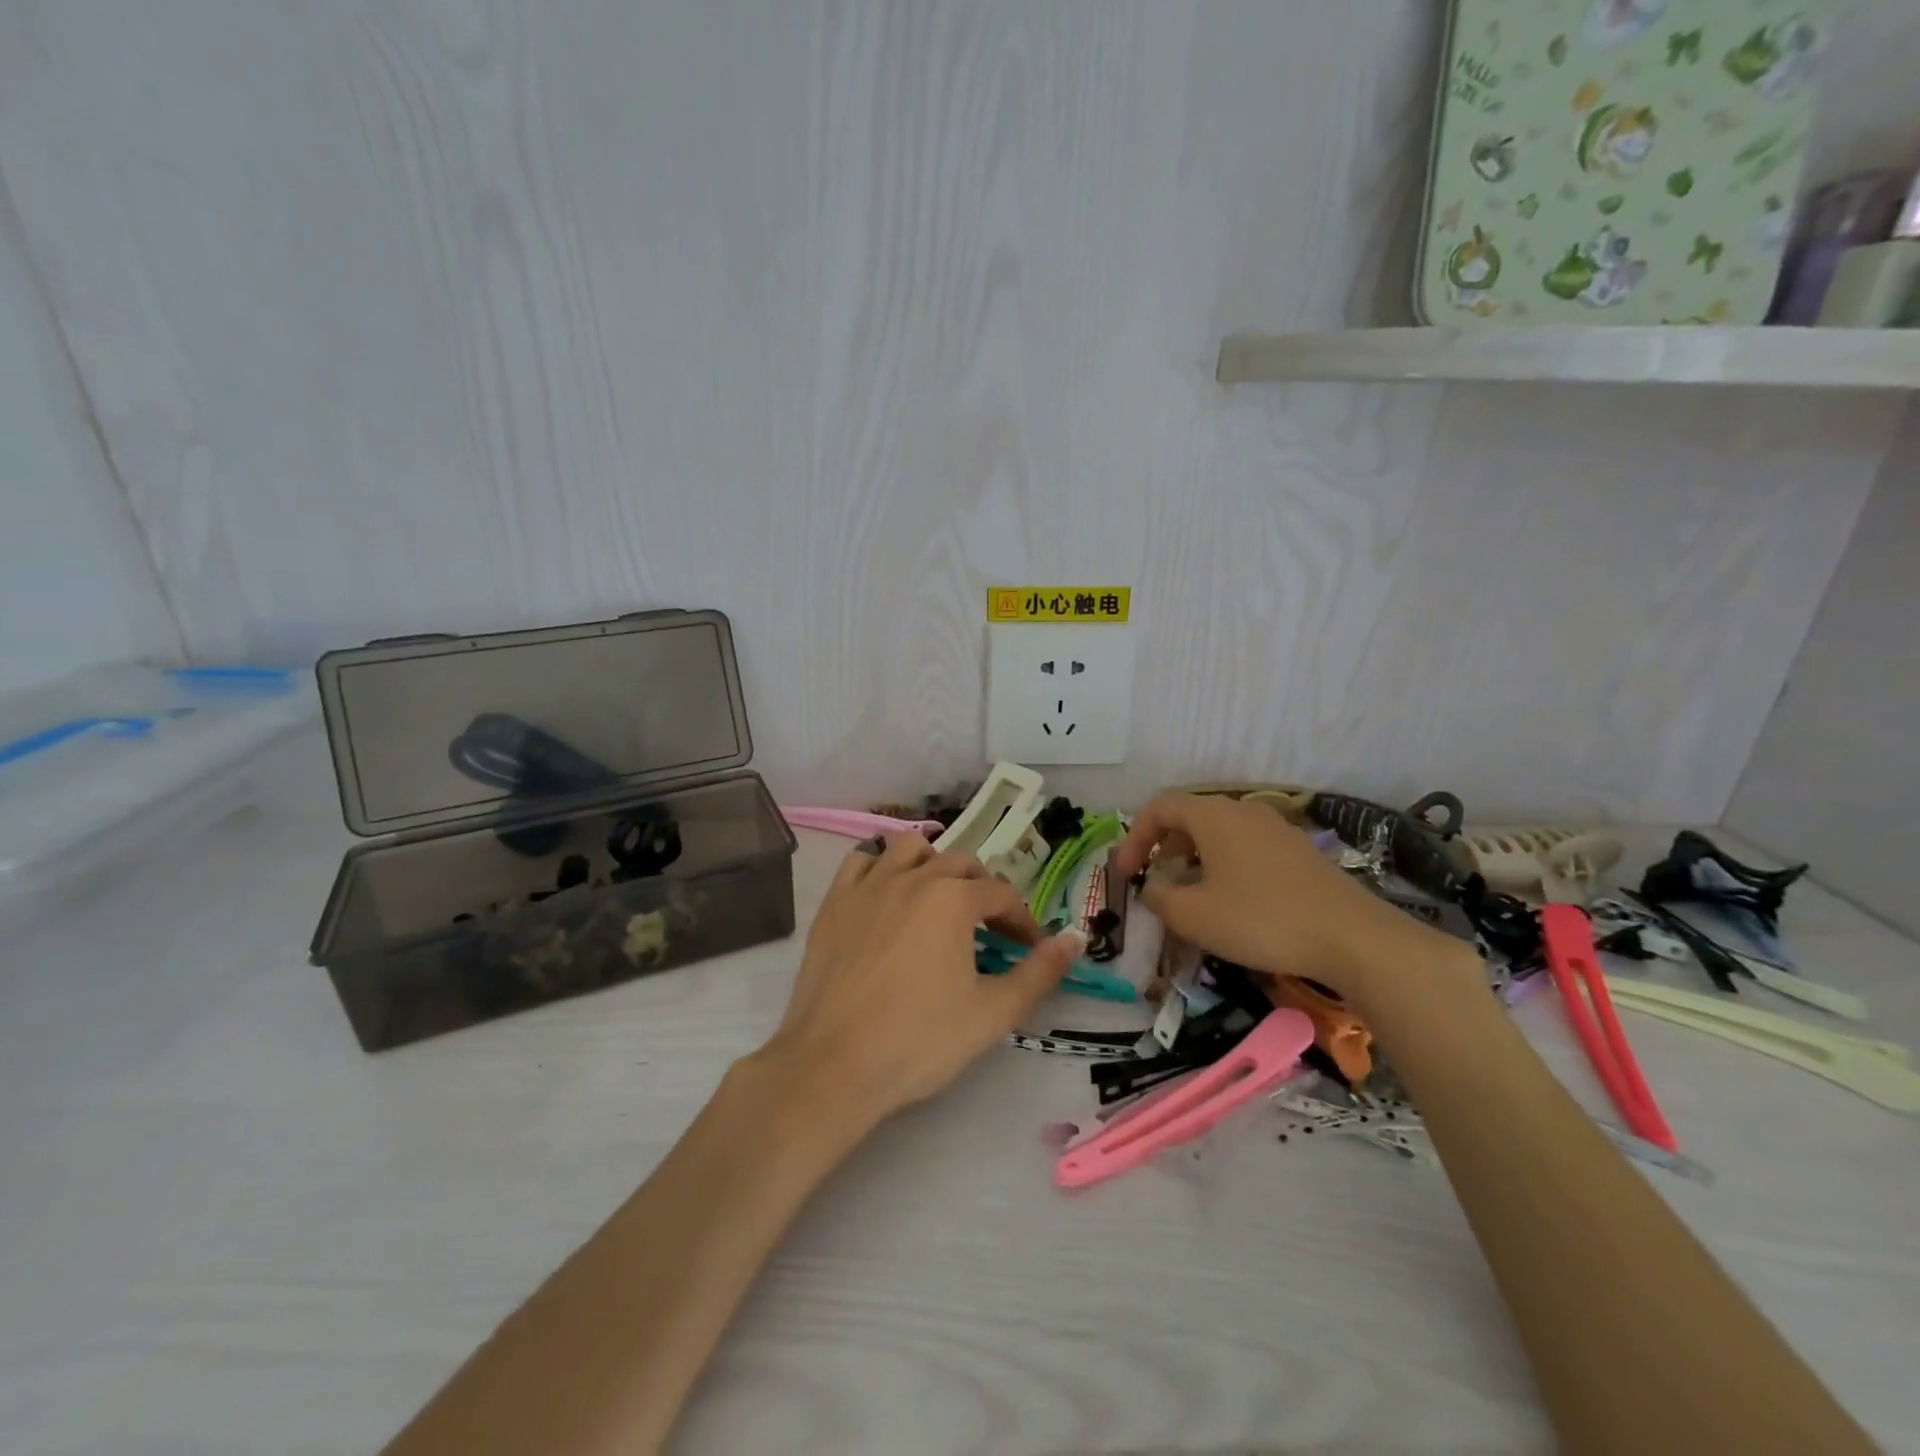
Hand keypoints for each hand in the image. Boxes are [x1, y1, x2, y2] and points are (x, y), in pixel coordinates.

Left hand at [757, 833, 1085, 1124]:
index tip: (1028, 947)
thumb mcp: (993, 1013)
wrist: (834, 1066)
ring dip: (933, 864)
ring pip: (909, 848)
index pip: (1001, 893)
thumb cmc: (920, 1041)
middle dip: (983, 889)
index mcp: (953, 899)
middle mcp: (911, 878)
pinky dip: (880, 866)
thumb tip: (1075, 939)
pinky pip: (860, 861)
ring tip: (939, 898)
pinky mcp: (834, 903)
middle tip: (990, 928)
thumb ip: (1040, 972)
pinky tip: (887, 893)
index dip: (1021, 918)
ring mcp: (867, 886)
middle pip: (959, 863)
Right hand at [1114, 793, 1454, 1004]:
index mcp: (1214, 816)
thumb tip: (1153, 888)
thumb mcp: (1194, 915)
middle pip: (1190, 817)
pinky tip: (1232, 902)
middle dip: (1164, 848)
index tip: (1126, 873)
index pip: (1160, 807)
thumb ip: (1159, 897)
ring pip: (1220, 834)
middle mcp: (1244, 811)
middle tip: (1155, 882)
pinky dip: (1224, 866)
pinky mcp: (1299, 852)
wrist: (1353, 938)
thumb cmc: (1261, 920)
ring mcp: (1276, 829)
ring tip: (1190, 895)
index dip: (1134, 837)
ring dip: (1194, 859)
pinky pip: (1246, 848)